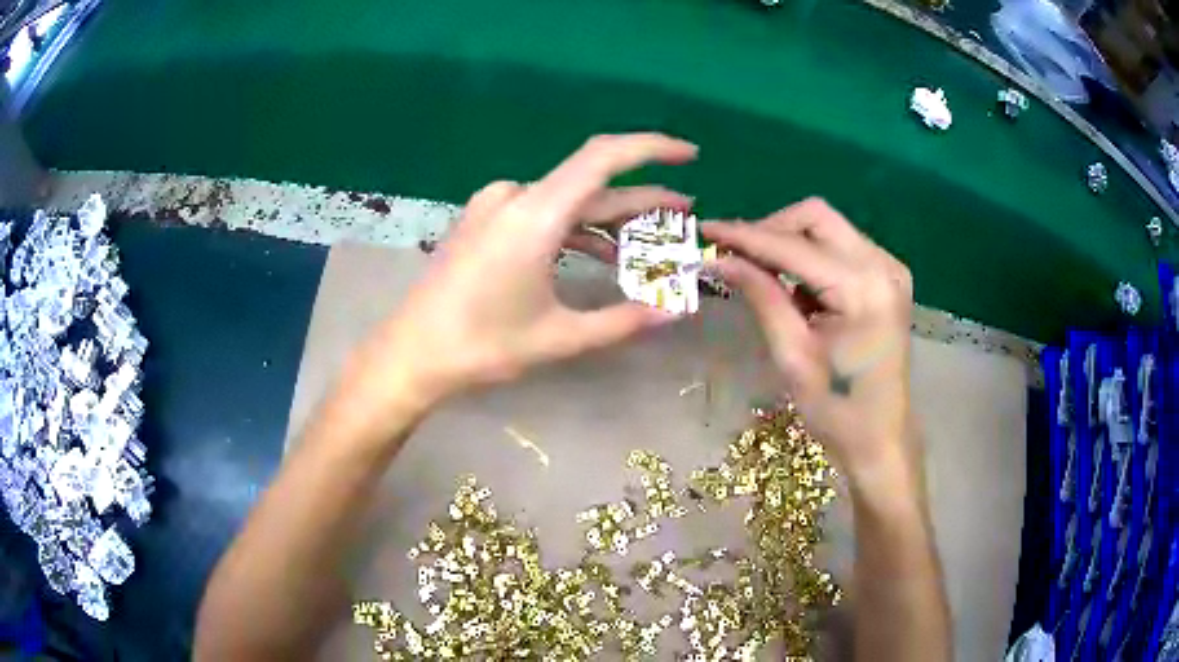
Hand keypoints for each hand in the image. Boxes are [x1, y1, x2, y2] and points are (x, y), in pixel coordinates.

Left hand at [355, 133, 697, 410]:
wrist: (411, 354)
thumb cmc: (482, 346)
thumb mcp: (560, 336)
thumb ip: (625, 319)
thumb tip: (679, 309)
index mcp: (534, 214)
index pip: (603, 157)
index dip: (651, 148)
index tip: (689, 154)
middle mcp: (515, 197)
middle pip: (591, 184)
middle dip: (641, 197)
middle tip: (685, 213)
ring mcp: (495, 207)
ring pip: (568, 201)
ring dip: (610, 218)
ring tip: (653, 240)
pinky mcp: (485, 222)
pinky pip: (542, 214)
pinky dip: (576, 229)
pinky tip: (602, 252)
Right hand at [701, 199, 915, 484]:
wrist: (882, 436)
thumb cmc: (837, 409)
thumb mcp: (793, 356)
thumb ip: (762, 297)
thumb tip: (721, 259)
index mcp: (863, 289)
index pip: (794, 247)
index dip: (747, 236)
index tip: (707, 229)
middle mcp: (883, 266)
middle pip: (816, 218)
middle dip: (771, 230)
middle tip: (737, 255)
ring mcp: (890, 268)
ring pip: (827, 228)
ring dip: (790, 242)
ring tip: (762, 274)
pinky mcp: (888, 276)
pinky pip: (840, 247)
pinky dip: (811, 257)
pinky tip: (797, 289)